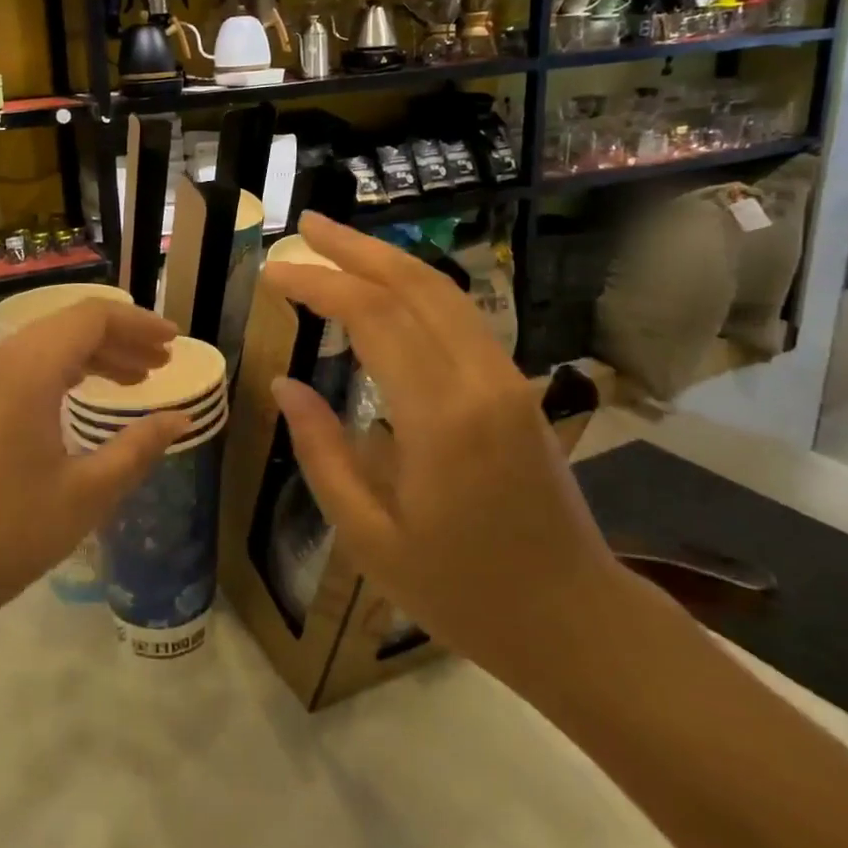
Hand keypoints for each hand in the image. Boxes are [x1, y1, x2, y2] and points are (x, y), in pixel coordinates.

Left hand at [0, 300, 189, 639]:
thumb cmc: (5, 532)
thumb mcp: (85, 493)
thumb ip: (138, 448)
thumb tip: (179, 418)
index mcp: (28, 368)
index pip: (92, 317)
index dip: (138, 323)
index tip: (174, 342)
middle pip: (68, 327)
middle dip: (120, 339)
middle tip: (161, 362)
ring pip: (45, 348)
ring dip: (92, 357)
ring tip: (134, 379)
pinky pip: (23, 370)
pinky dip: (62, 374)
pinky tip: (82, 398)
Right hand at [263, 214, 620, 677]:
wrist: (574, 620)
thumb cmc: (462, 592)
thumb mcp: (369, 536)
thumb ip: (322, 451)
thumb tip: (284, 384)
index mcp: (441, 418)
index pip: (373, 317)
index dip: (319, 284)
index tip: (273, 272)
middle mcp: (480, 380)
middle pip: (414, 285)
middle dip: (355, 248)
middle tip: (305, 227)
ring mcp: (506, 379)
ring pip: (443, 294)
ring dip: (387, 260)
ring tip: (335, 244)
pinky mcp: (515, 388)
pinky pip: (460, 318)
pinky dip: (414, 290)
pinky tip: (383, 291)